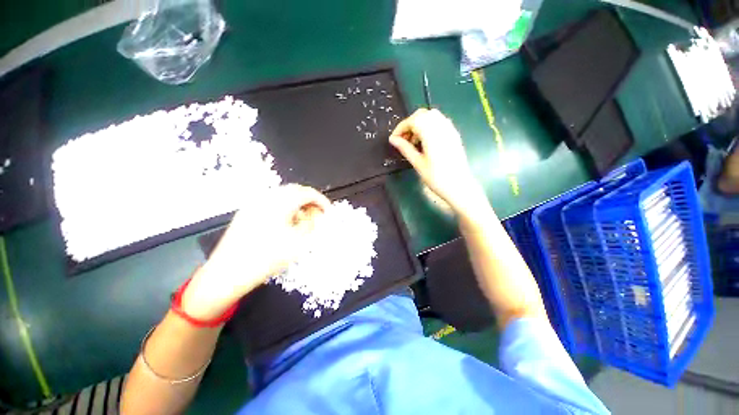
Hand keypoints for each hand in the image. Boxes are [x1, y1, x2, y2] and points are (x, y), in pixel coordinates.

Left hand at [181, 184, 329, 319]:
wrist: (227, 273)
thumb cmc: (265, 259)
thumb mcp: (297, 243)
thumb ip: (311, 225)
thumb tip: (317, 215)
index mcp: (279, 203)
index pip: (307, 192)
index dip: (321, 200)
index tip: (328, 211)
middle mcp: (266, 198)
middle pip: (295, 191)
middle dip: (309, 201)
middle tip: (317, 215)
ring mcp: (254, 204)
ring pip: (283, 196)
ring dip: (297, 205)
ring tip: (302, 221)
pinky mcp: (247, 212)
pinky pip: (271, 203)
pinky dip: (284, 208)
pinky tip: (285, 223)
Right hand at [389, 109, 487, 216]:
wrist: (459, 186)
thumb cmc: (436, 178)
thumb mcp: (418, 163)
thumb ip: (405, 148)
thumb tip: (392, 139)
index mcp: (431, 134)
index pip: (413, 120)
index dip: (401, 128)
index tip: (394, 139)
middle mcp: (442, 127)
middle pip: (422, 115)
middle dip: (410, 124)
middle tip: (404, 140)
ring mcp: (450, 129)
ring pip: (431, 117)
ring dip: (419, 124)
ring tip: (414, 142)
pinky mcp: (454, 134)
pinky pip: (439, 122)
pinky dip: (429, 127)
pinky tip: (426, 142)